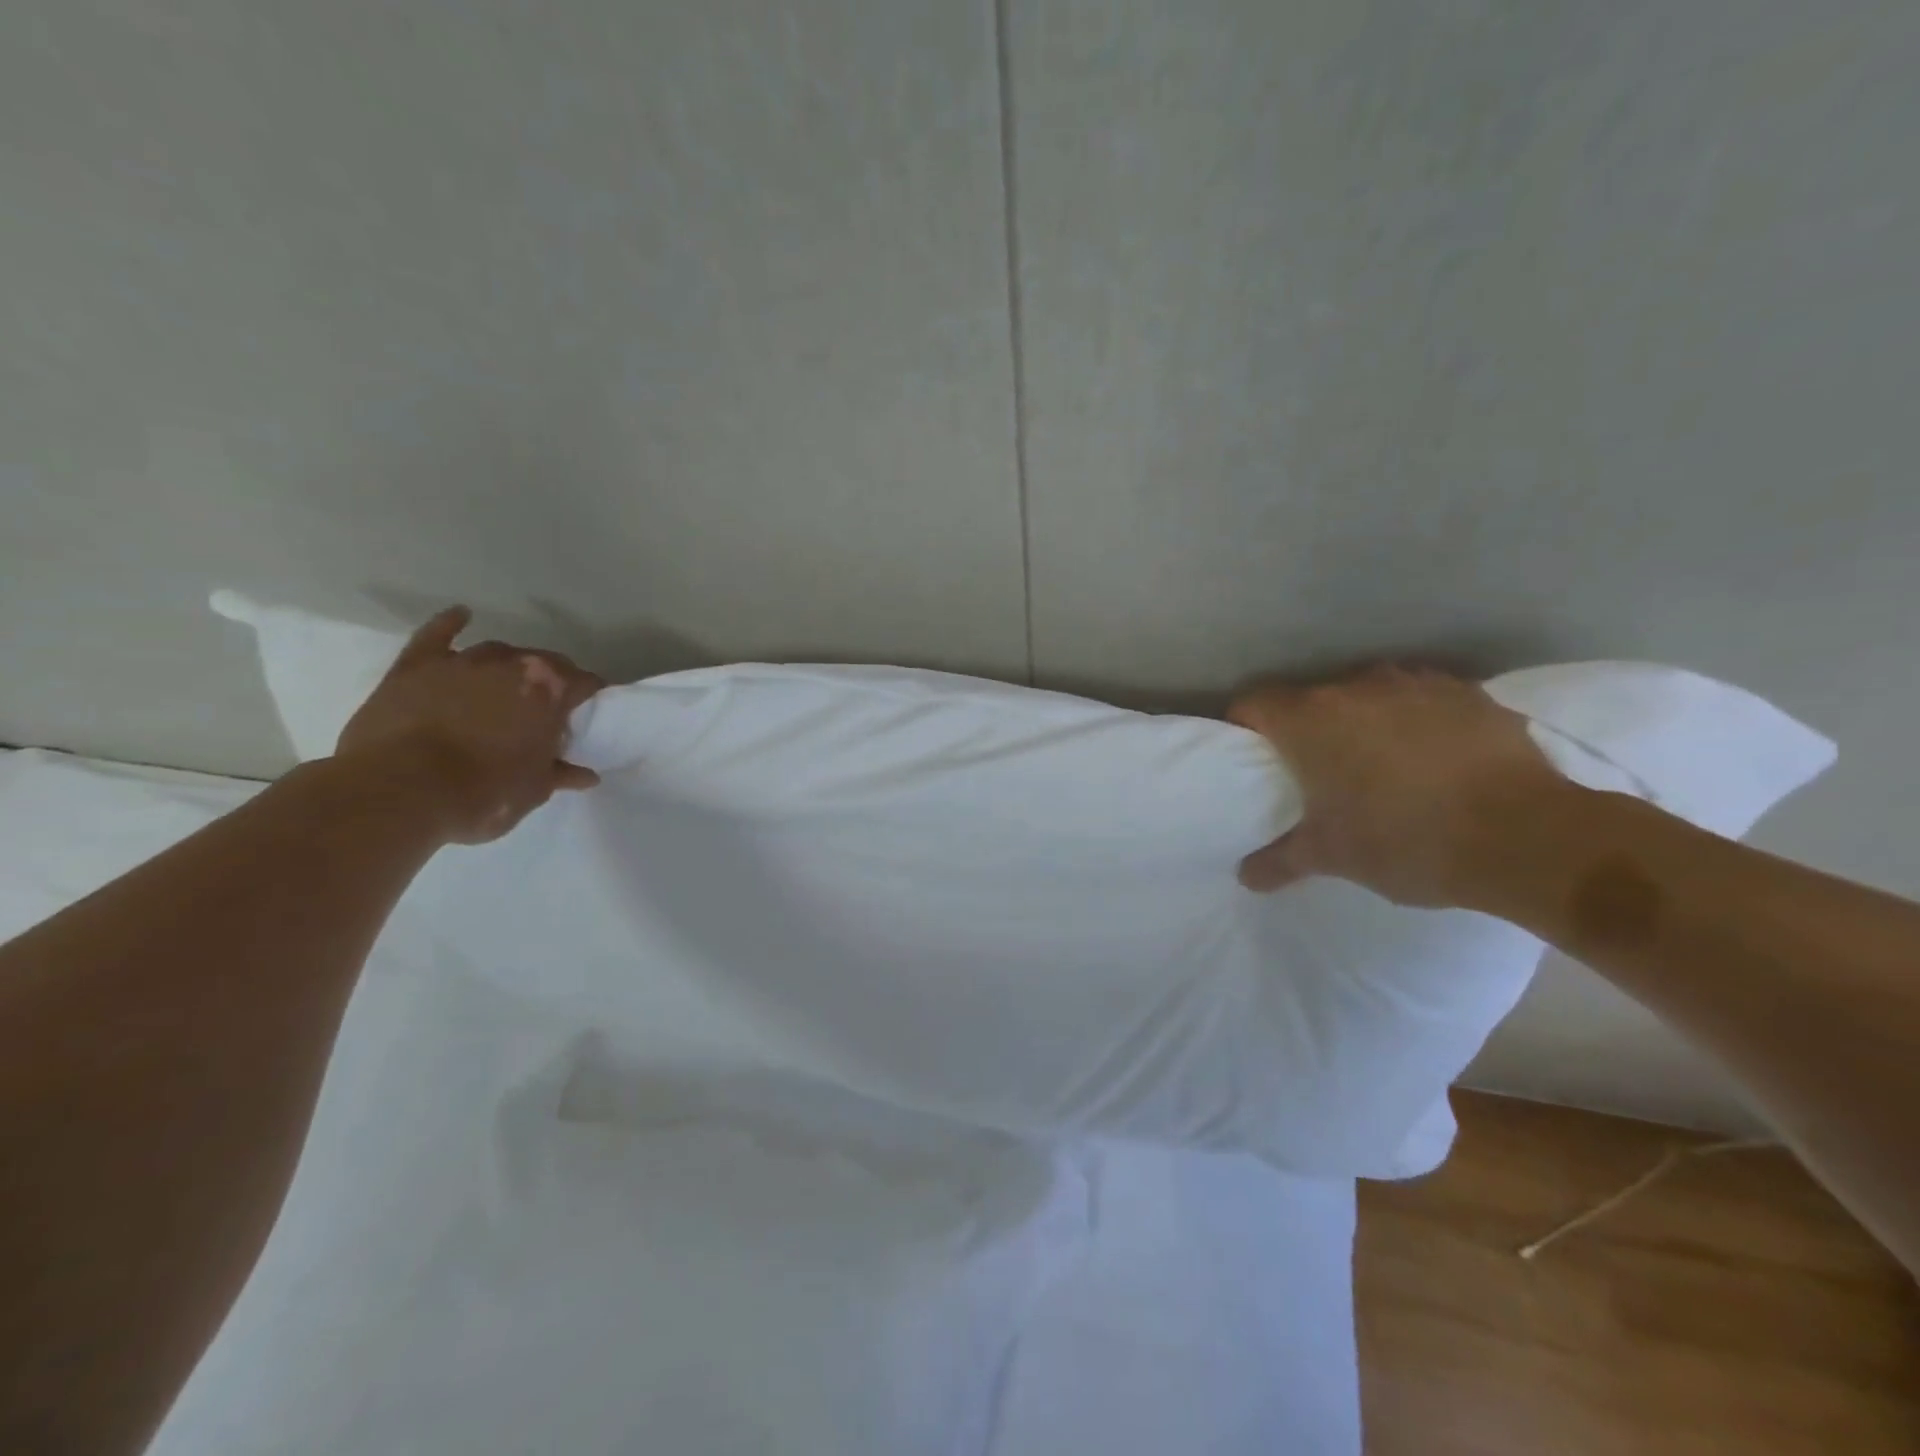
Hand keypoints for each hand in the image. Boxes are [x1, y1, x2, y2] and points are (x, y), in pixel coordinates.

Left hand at [334, 607, 605, 843]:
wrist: (399, 791)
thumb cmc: (483, 793)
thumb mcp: (534, 790)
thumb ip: (561, 774)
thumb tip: (586, 775)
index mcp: (550, 690)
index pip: (585, 683)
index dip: (589, 698)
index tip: (588, 713)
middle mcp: (512, 664)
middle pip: (544, 662)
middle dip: (551, 681)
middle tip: (547, 708)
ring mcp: (462, 660)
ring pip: (497, 652)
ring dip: (508, 666)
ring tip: (507, 686)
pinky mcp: (416, 665)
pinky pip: (437, 634)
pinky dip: (451, 624)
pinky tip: (462, 616)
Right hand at [1227, 666, 1568, 907]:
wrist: (1529, 838)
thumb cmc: (1406, 841)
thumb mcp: (1332, 858)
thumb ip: (1279, 861)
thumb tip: (1245, 876)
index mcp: (1310, 720)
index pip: (1253, 703)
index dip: (1245, 726)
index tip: (1254, 757)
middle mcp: (1356, 687)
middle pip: (1311, 700)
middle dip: (1308, 731)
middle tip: (1318, 775)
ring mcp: (1415, 684)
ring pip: (1368, 696)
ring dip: (1363, 723)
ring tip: (1382, 767)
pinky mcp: (1468, 693)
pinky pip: (1422, 702)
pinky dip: (1416, 723)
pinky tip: (1436, 762)